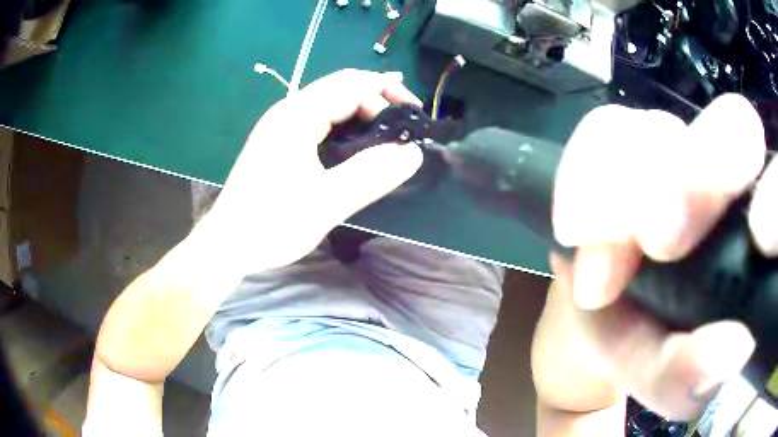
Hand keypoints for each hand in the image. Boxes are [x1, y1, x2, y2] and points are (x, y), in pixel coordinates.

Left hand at [198, 69, 423, 270]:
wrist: (228, 244)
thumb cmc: (271, 224)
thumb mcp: (325, 203)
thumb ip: (370, 175)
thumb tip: (412, 152)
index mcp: (296, 116)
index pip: (351, 87)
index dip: (387, 96)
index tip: (412, 123)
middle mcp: (288, 111)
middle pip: (340, 85)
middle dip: (378, 92)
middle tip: (408, 114)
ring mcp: (281, 125)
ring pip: (330, 99)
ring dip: (362, 103)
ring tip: (391, 118)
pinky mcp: (279, 141)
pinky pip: (319, 117)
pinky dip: (346, 119)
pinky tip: (357, 134)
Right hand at [545, 94, 776, 419]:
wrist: (595, 315)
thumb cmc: (645, 345)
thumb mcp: (668, 379)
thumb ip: (694, 376)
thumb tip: (734, 350)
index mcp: (748, 232)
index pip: (777, 186)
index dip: (774, 196)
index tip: (757, 239)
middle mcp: (720, 174)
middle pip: (734, 125)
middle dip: (701, 177)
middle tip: (661, 242)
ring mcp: (669, 145)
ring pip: (660, 126)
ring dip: (625, 190)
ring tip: (598, 268)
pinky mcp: (617, 139)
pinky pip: (601, 129)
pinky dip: (584, 176)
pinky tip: (573, 230)